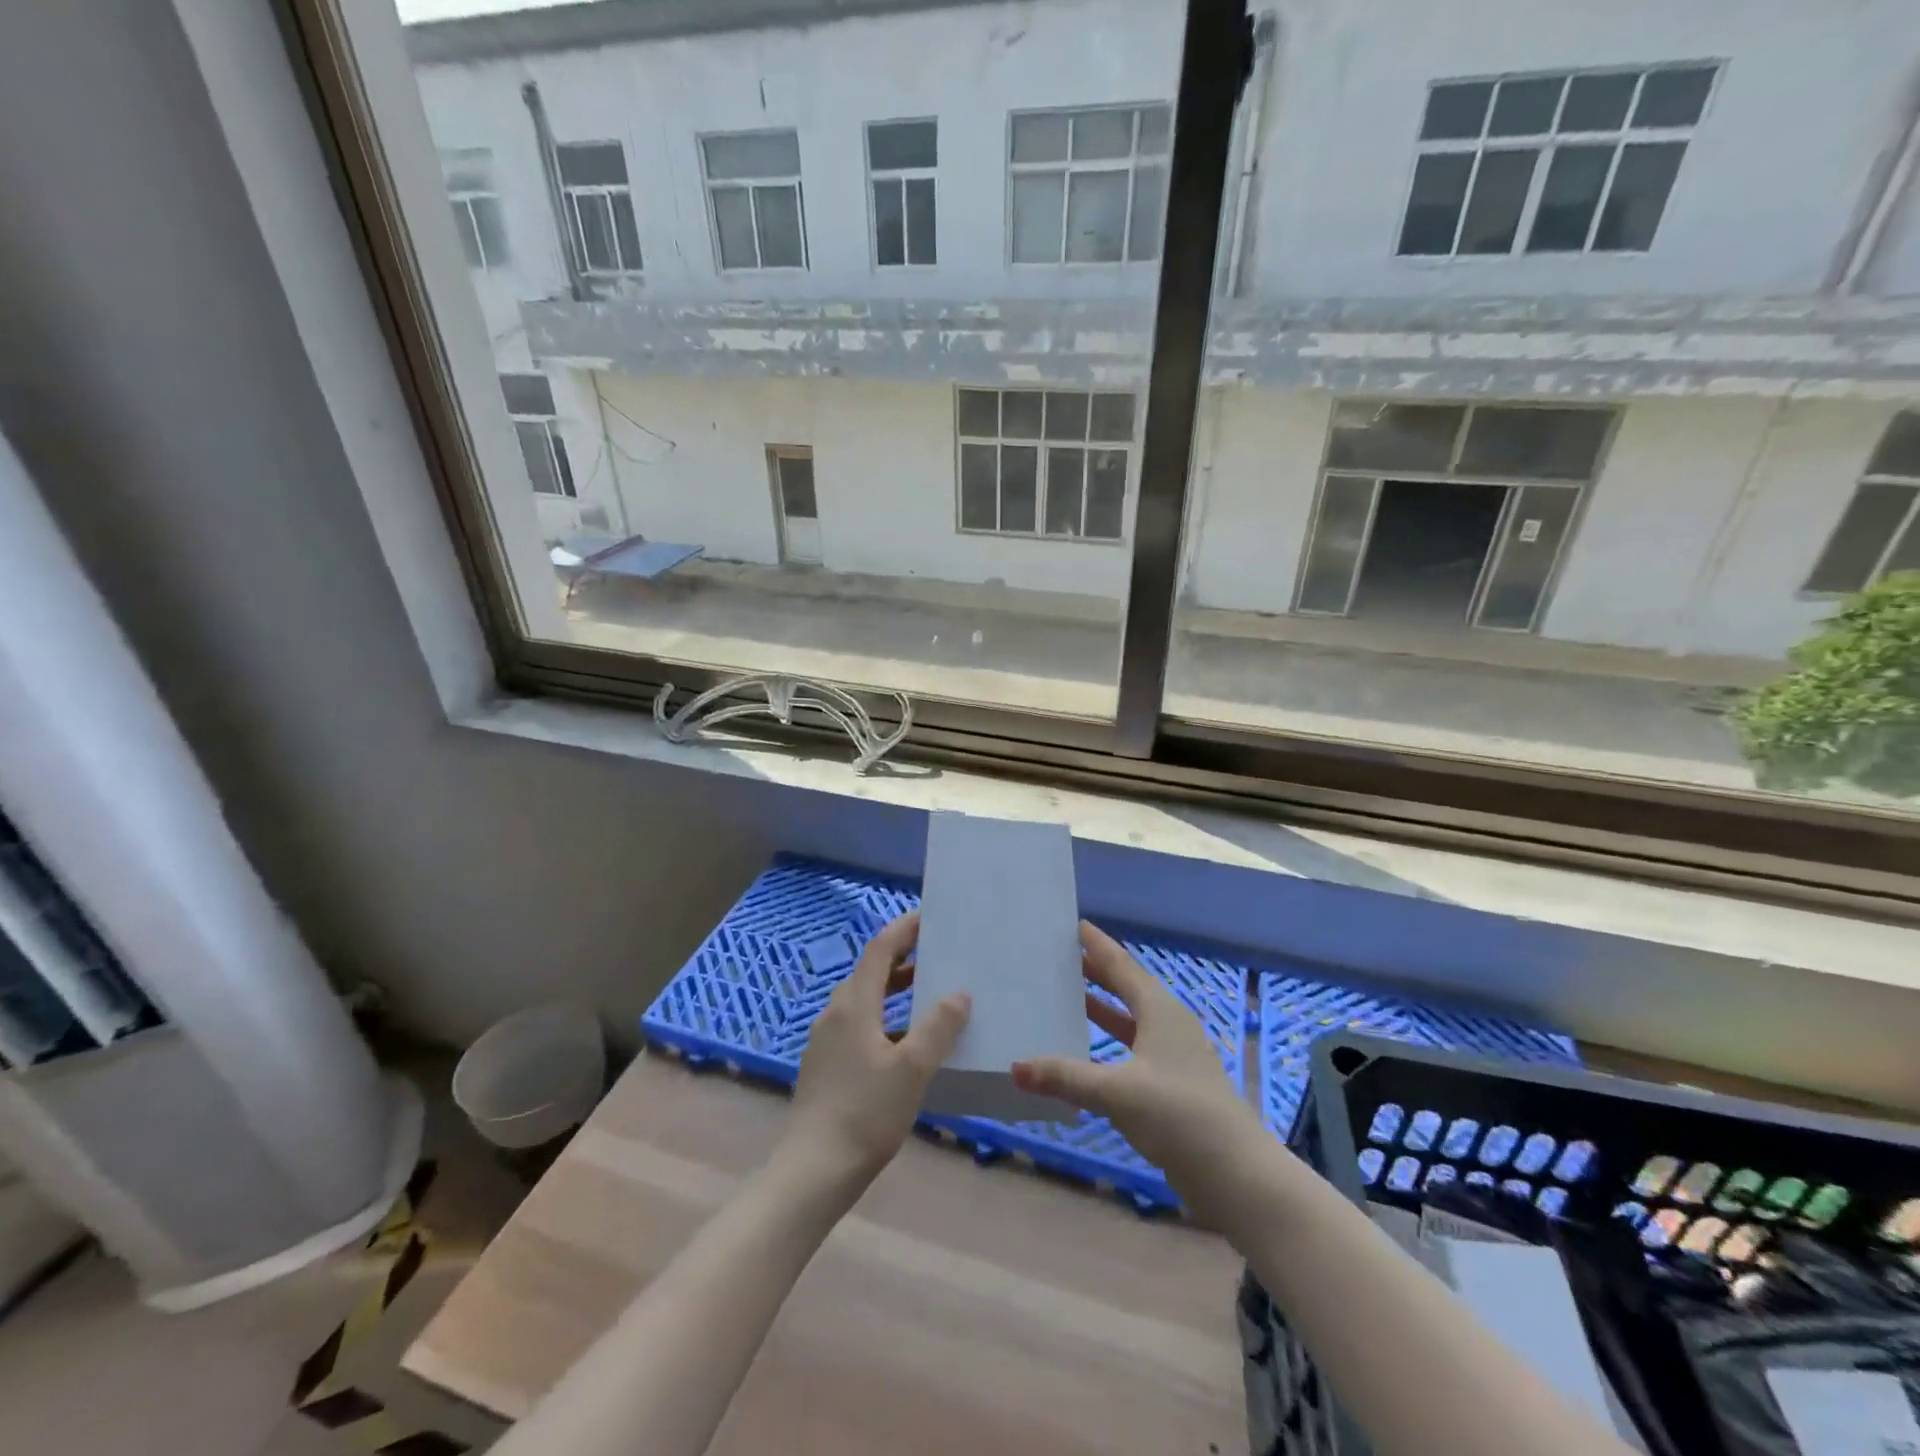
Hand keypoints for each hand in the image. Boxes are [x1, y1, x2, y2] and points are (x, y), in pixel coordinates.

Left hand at [785, 912, 970, 1190]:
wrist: (814, 1170)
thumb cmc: (866, 1113)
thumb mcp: (912, 1069)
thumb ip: (938, 1027)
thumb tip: (958, 993)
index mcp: (854, 1004)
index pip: (880, 949)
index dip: (905, 929)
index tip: (931, 917)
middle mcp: (835, 1012)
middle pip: (871, 971)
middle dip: (903, 957)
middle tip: (938, 953)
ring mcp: (826, 1039)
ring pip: (865, 999)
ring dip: (895, 988)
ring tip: (928, 991)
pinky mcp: (826, 1064)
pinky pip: (859, 1023)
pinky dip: (885, 1016)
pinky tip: (906, 1041)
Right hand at [1012, 921, 1266, 1219]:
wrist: (1237, 1174)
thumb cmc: (1179, 1116)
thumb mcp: (1117, 1092)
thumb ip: (1065, 1078)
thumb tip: (1015, 1066)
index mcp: (1160, 1011)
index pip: (1122, 966)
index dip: (1098, 945)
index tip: (1074, 924)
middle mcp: (1168, 1024)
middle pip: (1127, 987)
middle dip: (1096, 970)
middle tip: (1061, 955)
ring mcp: (1173, 1054)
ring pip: (1131, 1017)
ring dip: (1102, 1005)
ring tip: (1068, 993)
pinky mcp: (1173, 1082)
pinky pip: (1133, 1045)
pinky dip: (1109, 1039)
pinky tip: (1088, 1049)